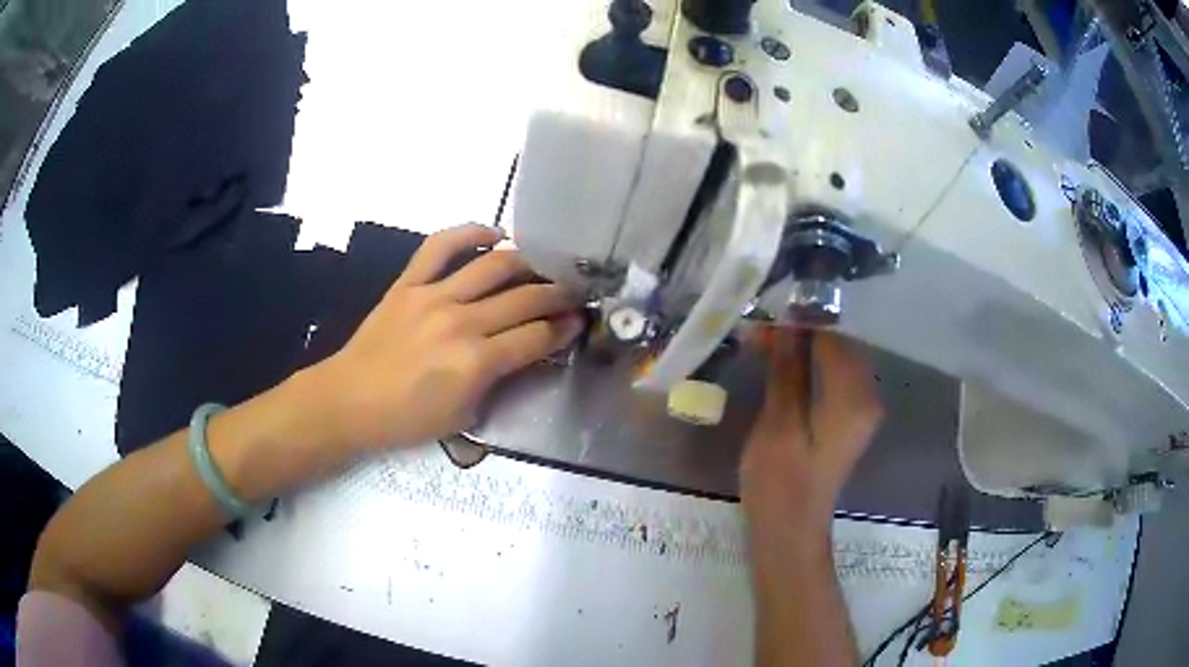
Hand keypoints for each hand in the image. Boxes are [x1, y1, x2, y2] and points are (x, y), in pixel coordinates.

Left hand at [305, 224, 582, 451]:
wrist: (349, 401)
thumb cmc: (407, 419)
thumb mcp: (463, 416)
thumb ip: (498, 381)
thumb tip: (526, 352)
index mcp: (476, 362)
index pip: (536, 336)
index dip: (565, 328)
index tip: (580, 322)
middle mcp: (461, 321)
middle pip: (524, 298)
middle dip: (558, 295)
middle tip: (574, 294)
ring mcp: (433, 296)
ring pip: (493, 266)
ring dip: (527, 262)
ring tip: (544, 266)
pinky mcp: (409, 283)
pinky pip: (441, 245)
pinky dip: (470, 232)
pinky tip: (493, 234)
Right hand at [741, 329, 882, 541]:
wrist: (791, 533)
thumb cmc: (780, 483)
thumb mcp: (777, 424)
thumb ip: (787, 371)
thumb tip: (786, 325)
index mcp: (853, 397)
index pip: (832, 337)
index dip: (797, 323)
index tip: (761, 321)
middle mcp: (867, 396)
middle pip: (838, 345)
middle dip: (800, 333)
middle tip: (759, 334)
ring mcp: (862, 409)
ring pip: (836, 360)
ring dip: (803, 350)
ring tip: (766, 347)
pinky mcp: (850, 420)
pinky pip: (835, 379)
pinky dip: (811, 369)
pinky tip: (785, 370)